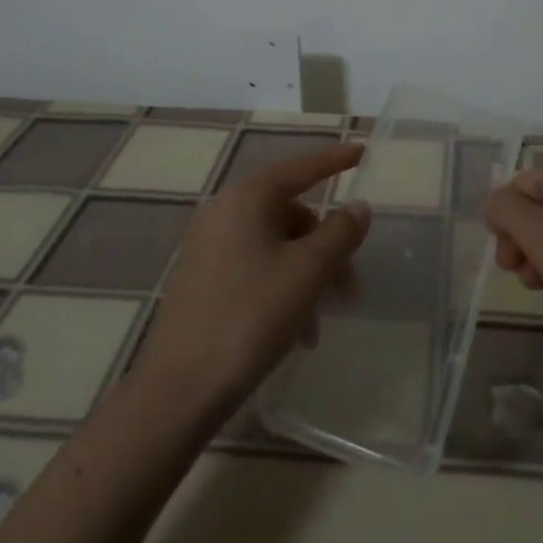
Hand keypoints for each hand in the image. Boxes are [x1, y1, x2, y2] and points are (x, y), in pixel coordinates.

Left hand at [136, 143, 369, 414]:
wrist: (179, 391)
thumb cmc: (250, 317)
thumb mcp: (307, 273)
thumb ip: (340, 233)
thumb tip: (358, 206)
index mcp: (247, 198)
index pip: (301, 167)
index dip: (335, 159)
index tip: (364, 151)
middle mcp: (224, 211)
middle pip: (291, 213)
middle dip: (326, 245)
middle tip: (350, 284)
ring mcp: (209, 245)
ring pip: (276, 244)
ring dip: (307, 275)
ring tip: (321, 322)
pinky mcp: (203, 278)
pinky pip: (256, 265)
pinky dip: (283, 286)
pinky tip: (296, 330)